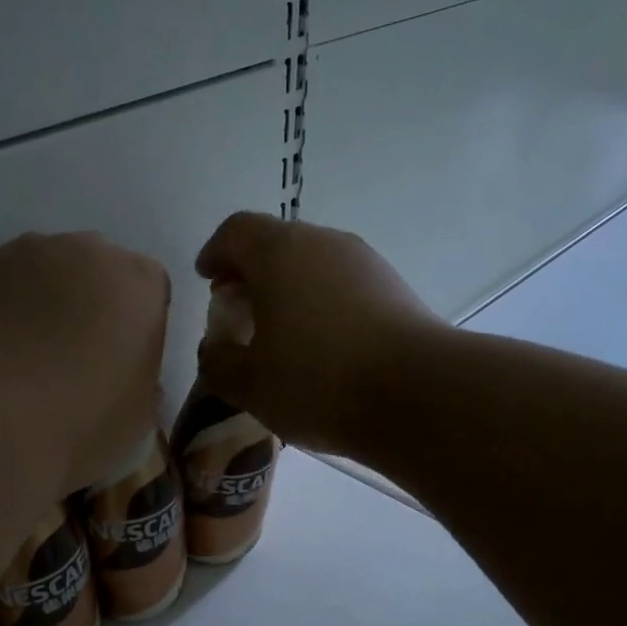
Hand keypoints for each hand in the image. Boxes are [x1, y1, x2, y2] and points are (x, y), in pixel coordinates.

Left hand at [0, 232, 170, 491]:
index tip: (124, 362)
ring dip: (47, 300)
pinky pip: (4, 282)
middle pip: (100, 270)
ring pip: (49, 270)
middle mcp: (88, 252)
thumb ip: (143, 381)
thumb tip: (126, 374)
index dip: (138, 327)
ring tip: (29, 353)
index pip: (152, 291)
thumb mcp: (138, 417)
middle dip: (94, 303)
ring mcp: (27, 253)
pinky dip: (5, 306)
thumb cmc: (80, 420)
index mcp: (140, 282)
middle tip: (79, 355)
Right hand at [194, 214, 442, 456]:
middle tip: (238, 312)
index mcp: (279, 252)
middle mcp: (323, 243)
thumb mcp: (250, 384)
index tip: (207, 280)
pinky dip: (321, 303)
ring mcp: (365, 262)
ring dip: (288, 290)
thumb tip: (215, 351)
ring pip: (313, 264)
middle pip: (276, 244)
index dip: (215, 253)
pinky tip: (321, 347)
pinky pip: (342, 285)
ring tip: (279, 335)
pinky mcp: (394, 288)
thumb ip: (218, 363)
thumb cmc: (318, 381)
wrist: (419, 394)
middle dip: (251, 274)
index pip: (235, 231)